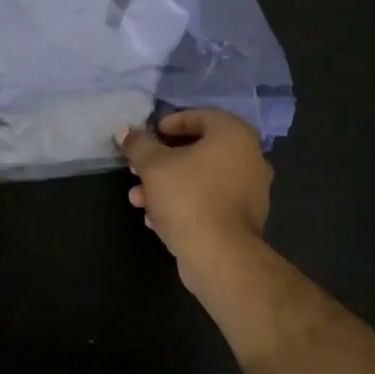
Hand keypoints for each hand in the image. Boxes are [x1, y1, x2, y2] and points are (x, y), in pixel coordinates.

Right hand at [116, 110, 272, 291]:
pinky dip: (184, 203)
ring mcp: (250, 191)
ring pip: (201, 178)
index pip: (200, 116)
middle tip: (137, 169)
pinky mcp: (244, 219)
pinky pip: (210, 201)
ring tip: (138, 199)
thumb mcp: (153, 165)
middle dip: (162, 161)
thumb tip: (124, 130)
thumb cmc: (188, 197)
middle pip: (198, 150)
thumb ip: (138, 144)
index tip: (148, 137)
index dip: (169, 124)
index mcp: (234, 135)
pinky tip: (156, 219)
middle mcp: (250, 158)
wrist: (220, 257)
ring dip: (167, 185)